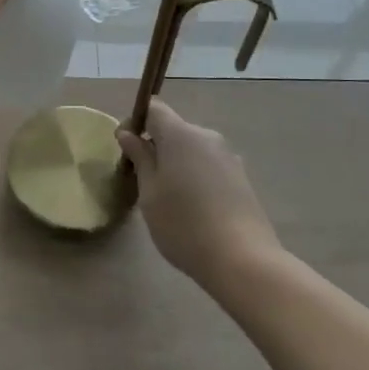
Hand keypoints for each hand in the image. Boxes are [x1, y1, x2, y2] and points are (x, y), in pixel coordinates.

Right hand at [116, 99, 285, 285]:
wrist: (242, 260)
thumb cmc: (182, 223)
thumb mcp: (149, 192)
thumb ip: (140, 158)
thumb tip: (129, 134)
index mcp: (181, 134)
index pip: (154, 109)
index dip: (136, 122)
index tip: (126, 148)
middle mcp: (207, 137)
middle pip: (174, 130)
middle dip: (155, 146)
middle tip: (141, 179)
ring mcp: (228, 157)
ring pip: (192, 150)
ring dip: (176, 163)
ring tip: (167, 198)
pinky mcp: (241, 178)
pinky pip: (208, 166)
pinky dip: (194, 176)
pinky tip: (192, 208)